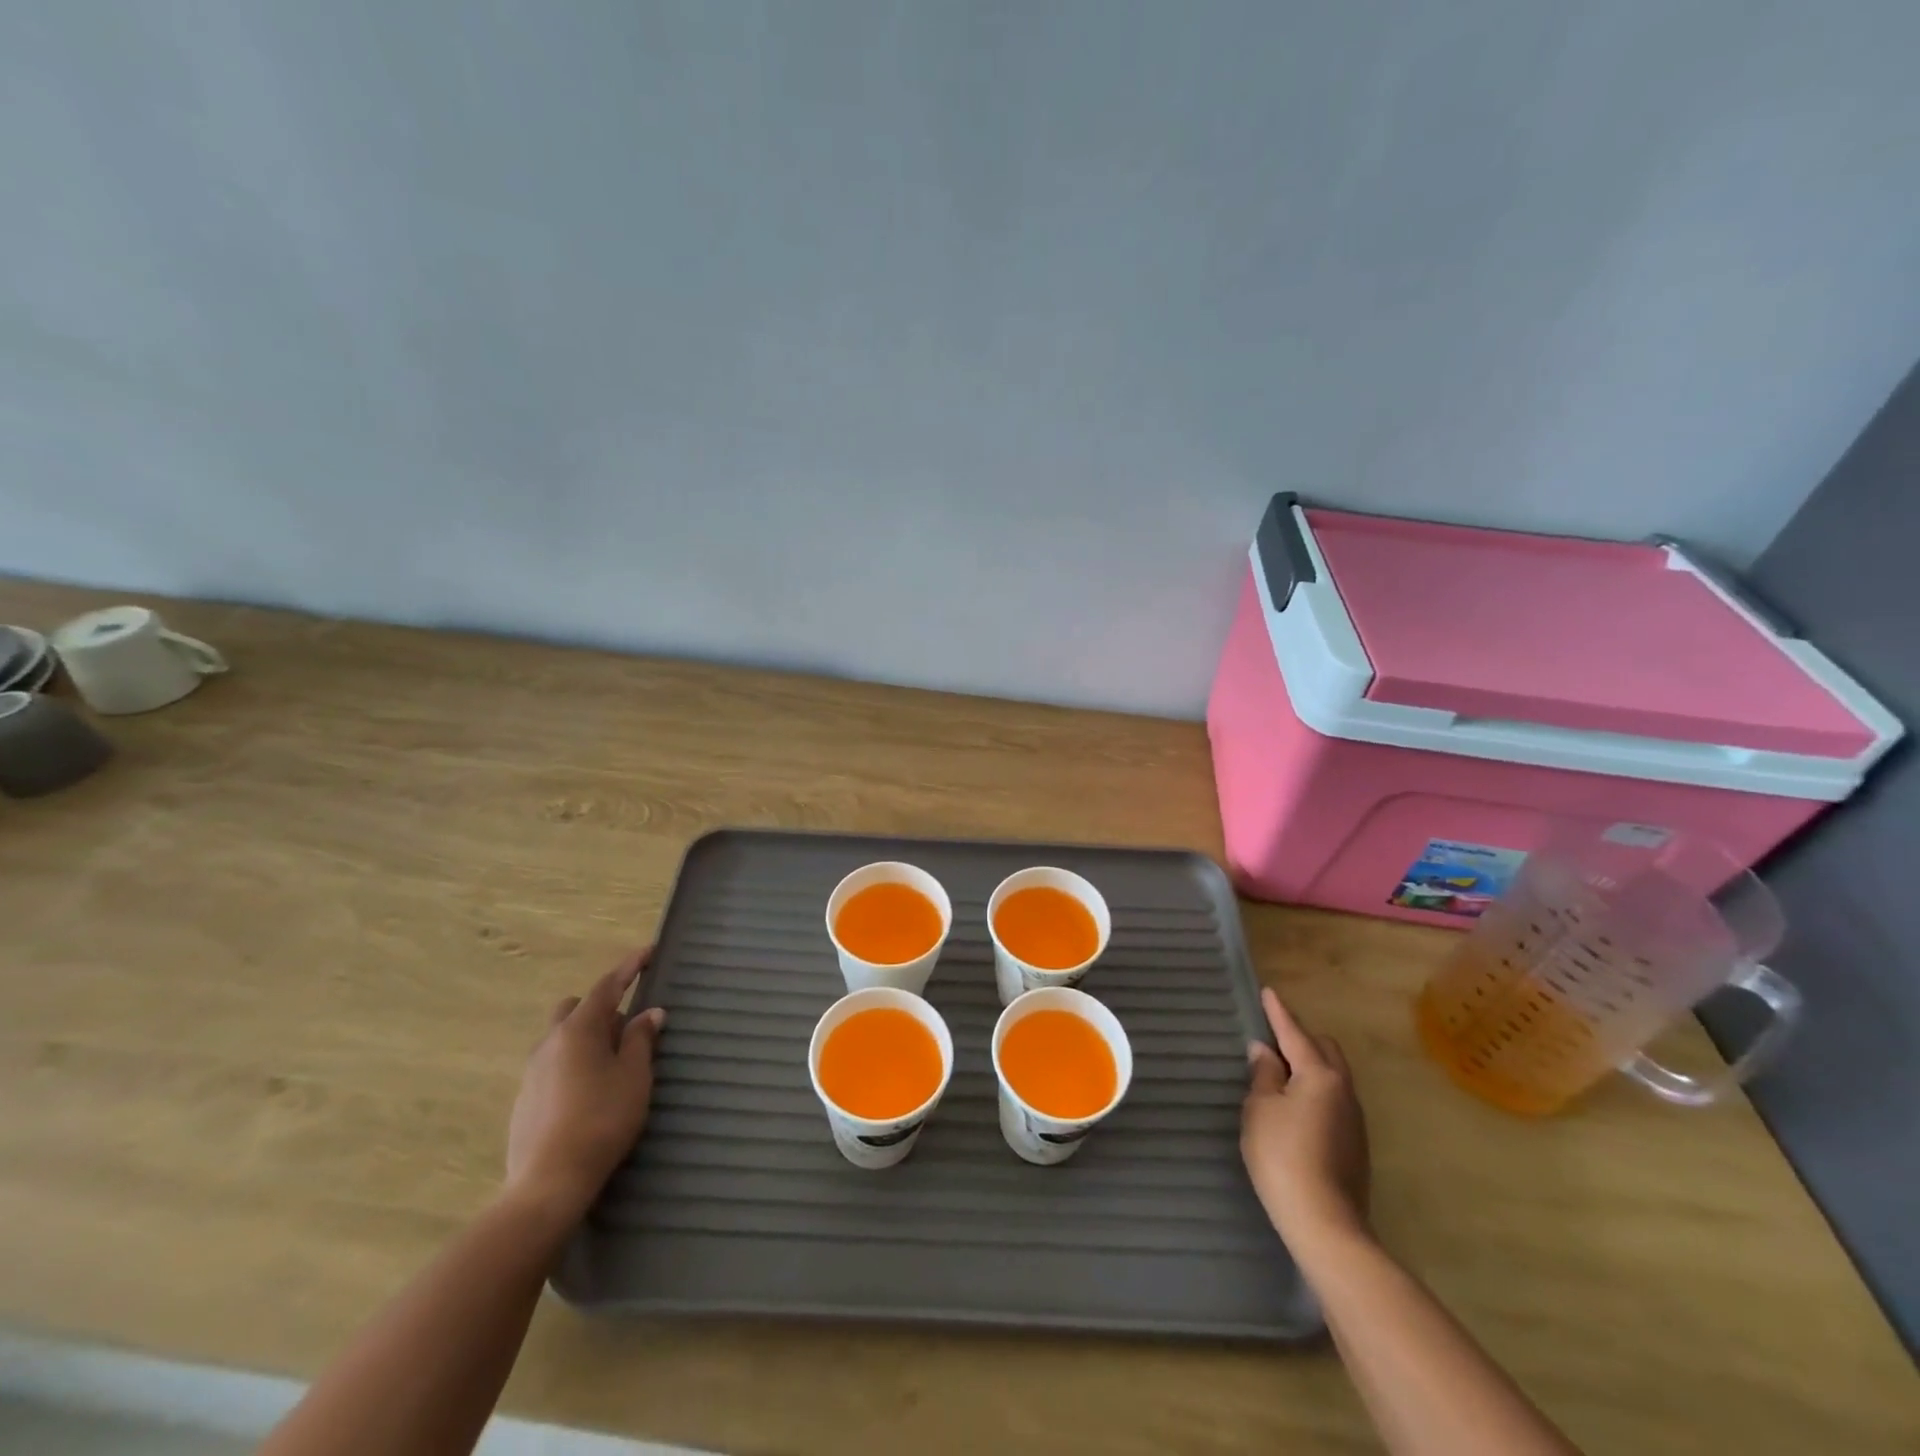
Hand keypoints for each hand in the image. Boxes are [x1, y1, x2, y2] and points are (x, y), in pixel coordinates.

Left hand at [505, 948, 665, 1222]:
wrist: (548, 1182)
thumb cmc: (602, 1119)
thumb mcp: (634, 1076)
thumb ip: (641, 1039)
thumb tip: (650, 1013)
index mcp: (578, 1029)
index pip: (607, 986)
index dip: (629, 967)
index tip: (648, 951)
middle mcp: (549, 1043)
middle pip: (574, 1008)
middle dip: (600, 1007)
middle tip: (627, 1027)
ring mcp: (532, 1072)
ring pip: (561, 1038)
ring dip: (587, 1038)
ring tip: (613, 1064)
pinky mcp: (525, 1100)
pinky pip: (553, 1065)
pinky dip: (574, 1064)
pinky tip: (590, 1092)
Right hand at [1241, 985, 1370, 1251]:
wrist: (1325, 1224)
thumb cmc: (1283, 1157)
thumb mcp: (1260, 1109)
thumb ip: (1263, 1074)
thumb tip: (1266, 1051)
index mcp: (1320, 1075)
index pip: (1295, 1033)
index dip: (1278, 1013)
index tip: (1268, 992)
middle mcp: (1344, 1090)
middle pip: (1325, 1050)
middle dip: (1301, 1038)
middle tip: (1273, 1038)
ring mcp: (1354, 1120)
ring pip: (1333, 1076)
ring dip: (1309, 1066)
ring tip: (1281, 1072)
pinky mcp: (1355, 1145)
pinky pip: (1334, 1100)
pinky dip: (1315, 1091)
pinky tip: (1296, 1107)